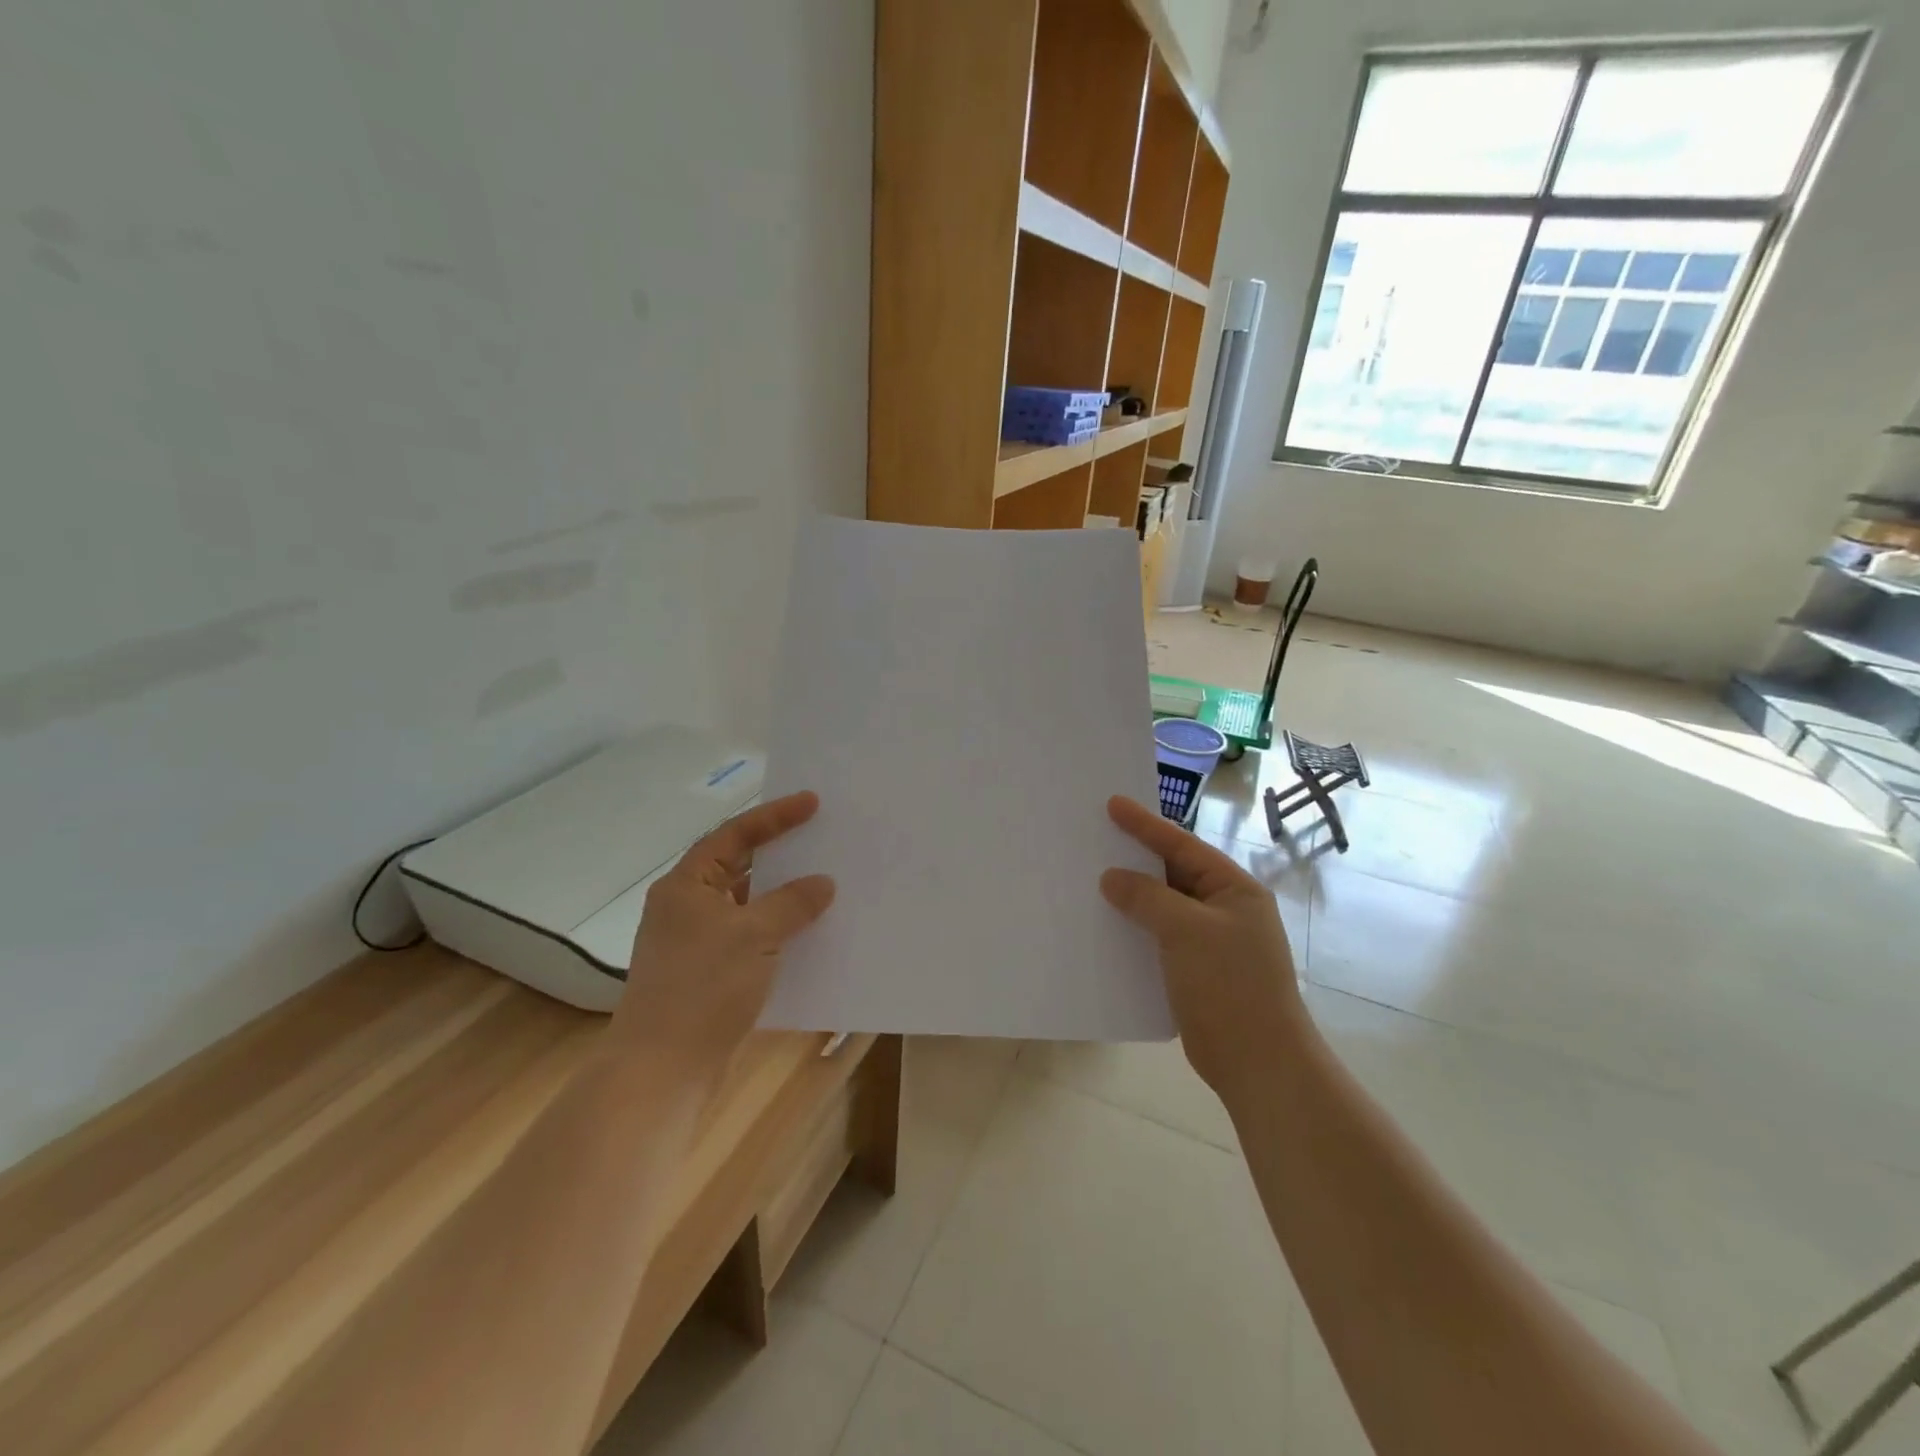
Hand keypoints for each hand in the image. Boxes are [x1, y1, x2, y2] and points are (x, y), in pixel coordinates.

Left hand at [613, 791, 835, 1064]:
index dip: (774, 816)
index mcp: (686, 885)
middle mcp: (687, 908)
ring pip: (748, 906)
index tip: (813, 803)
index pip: (734, 835)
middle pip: (740, 867)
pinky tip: (810, 936)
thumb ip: (791, 903)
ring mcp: (697, 943)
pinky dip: (778, 932)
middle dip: (781, 855)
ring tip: (826, 885)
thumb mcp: (753, 936)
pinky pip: (751, 939)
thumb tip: (822, 883)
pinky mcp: (709, 975)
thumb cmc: (703, 988)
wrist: (663, 1070)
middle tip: (822, 839)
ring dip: (783, 897)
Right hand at [1100, 795, 1305, 1098]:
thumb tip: (1112, 878)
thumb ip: (1147, 898)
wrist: (1258, 1063)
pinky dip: (1135, 928)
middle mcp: (1224, 909)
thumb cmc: (1230, 986)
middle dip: (1135, 858)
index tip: (1112, 804)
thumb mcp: (1186, 930)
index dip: (1146, 824)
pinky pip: (1159, 937)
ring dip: (1131, 896)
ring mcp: (1211, 942)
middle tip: (1096, 838)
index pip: (1183, 846)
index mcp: (1234, 889)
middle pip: (1173, 873)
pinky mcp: (1195, 971)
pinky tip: (1106, 927)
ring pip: (1163, 907)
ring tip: (1092, 879)